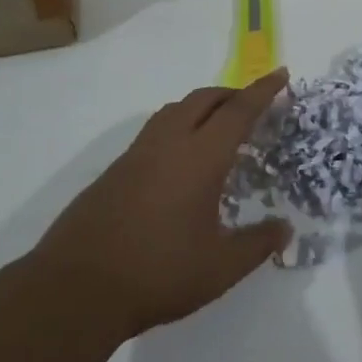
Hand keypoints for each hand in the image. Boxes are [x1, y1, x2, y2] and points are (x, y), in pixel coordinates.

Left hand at [28, 71, 291, 342]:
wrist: (76, 288)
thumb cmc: (157, 274)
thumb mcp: (219, 268)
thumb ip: (257, 245)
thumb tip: (284, 229)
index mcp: (199, 158)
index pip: (238, 111)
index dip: (263, 91)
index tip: (281, 74)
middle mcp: (168, 144)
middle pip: (203, 100)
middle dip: (231, 94)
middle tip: (252, 104)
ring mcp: (136, 155)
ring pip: (174, 111)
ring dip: (201, 107)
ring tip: (217, 126)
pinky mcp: (114, 171)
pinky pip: (154, 131)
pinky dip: (177, 127)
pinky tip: (179, 161)